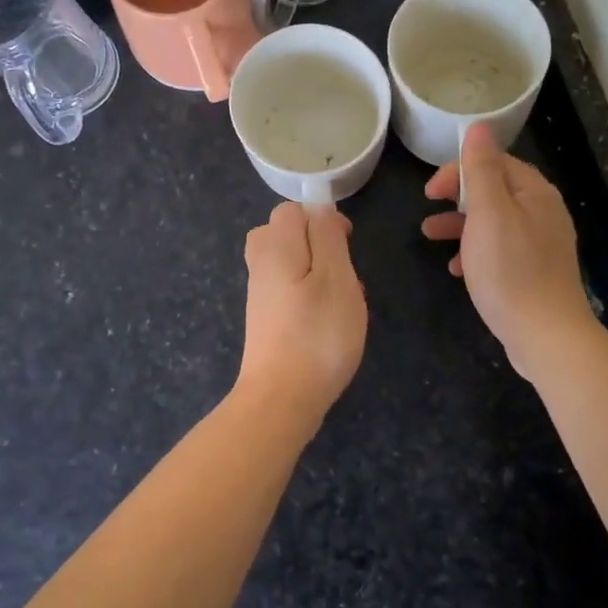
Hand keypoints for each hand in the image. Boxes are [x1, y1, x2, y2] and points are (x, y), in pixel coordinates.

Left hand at [236, 202, 366, 418]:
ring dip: (316, 271)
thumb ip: (327, 235)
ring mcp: (260, 294)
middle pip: (283, 233)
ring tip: (340, 298)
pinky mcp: (264, 320)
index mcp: (275, 247)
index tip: (347, 243)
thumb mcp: (336, 276)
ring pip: (288, 262)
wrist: (282, 398)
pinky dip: (307, 294)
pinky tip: (326, 320)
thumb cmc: (318, 333)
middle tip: (343, 271)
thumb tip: (319, 209)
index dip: (321, 218)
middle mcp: (261, 265)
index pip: (290, 210)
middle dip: (317, 243)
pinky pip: (287, 289)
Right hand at [422, 123, 596, 379]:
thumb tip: (479, 126)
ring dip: (461, 225)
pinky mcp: (535, 272)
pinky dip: (476, 252)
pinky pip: (501, 250)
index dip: (458, 170)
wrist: (545, 335)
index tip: (429, 192)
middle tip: (428, 210)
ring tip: (430, 237)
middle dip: (457, 197)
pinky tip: (457, 269)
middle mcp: (543, 212)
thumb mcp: (488, 213)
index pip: (494, 163)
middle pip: (494, 191)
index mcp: (534, 193)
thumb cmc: (510, 270)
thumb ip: (481, 169)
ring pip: (494, 222)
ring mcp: (541, 244)